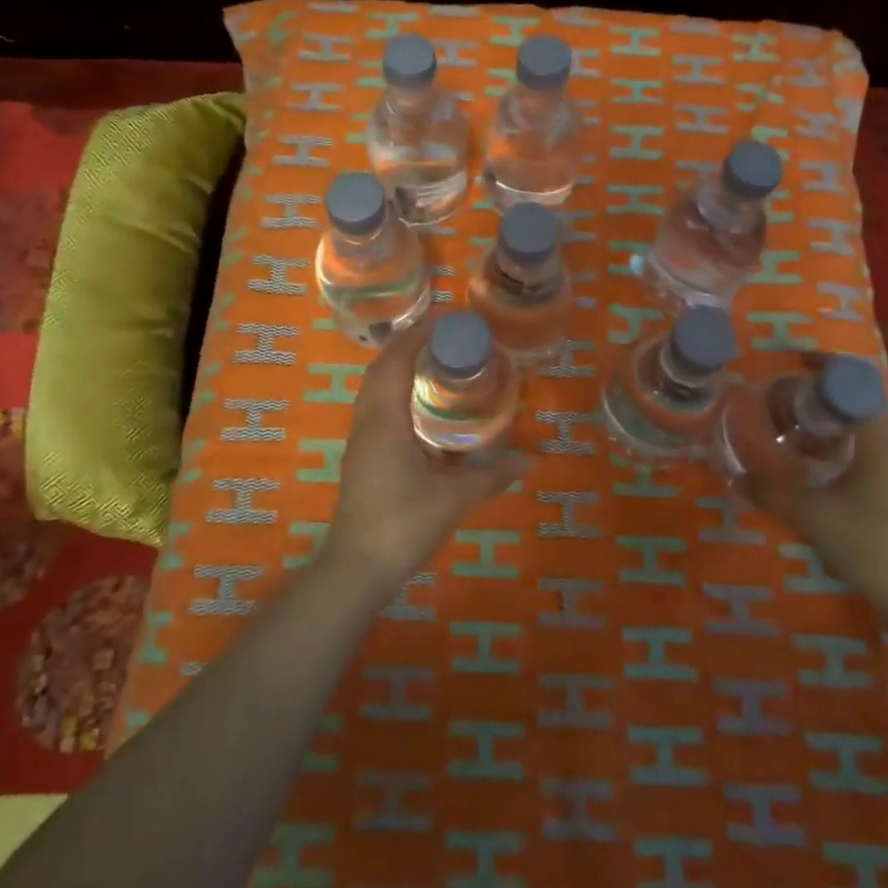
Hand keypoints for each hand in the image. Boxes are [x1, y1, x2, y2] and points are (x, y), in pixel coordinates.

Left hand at [324, 319, 526, 595]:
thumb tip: (530, 460)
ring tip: (437, 364)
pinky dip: (397, 392)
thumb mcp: (453, 499)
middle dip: (410, 346)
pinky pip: (377, 408)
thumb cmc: (402, 525)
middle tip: (448, 338)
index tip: (447, 319)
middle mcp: (367, 421)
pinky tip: (423, 408)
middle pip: (382, 368)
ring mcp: (360, 440)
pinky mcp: (361, 457)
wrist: (356, 568)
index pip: (396, 361)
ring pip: (375, 389)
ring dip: (401, 368)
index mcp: (385, 419)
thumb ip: (492, 476)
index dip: (418, 334)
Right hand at [735, 377, 887, 619]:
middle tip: (783, 401)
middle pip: (859, 403)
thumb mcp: (811, 516)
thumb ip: (771, 492)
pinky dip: (841, 446)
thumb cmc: (870, 546)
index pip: (856, 384)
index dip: (825, 367)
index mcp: (881, 442)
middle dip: (821, 395)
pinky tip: (817, 468)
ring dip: (831, 423)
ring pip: (864, 429)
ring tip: (793, 430)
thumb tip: (735, 476)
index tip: (794, 362)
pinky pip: (869, 452)